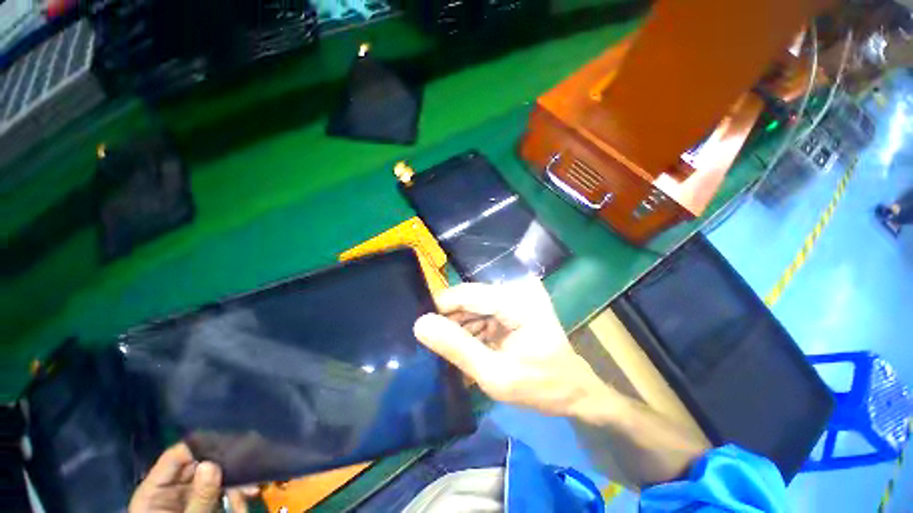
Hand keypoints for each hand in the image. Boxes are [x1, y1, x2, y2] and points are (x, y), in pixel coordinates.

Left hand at [129, 443, 250, 512]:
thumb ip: (199, 497)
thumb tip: (212, 463)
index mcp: (154, 490)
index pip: (175, 456)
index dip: (200, 447)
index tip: (230, 443)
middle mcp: (169, 490)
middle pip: (199, 467)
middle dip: (226, 469)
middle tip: (250, 470)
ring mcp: (185, 499)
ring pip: (213, 481)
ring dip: (234, 486)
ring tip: (251, 493)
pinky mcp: (199, 508)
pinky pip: (218, 495)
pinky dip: (233, 497)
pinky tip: (244, 505)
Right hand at [413, 278, 608, 417]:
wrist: (573, 390)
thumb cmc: (541, 386)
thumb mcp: (495, 375)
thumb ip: (457, 348)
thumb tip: (420, 324)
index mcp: (517, 300)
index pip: (466, 294)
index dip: (440, 308)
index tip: (421, 329)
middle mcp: (515, 290)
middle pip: (469, 298)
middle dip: (450, 321)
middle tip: (433, 346)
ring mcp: (515, 296)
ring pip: (472, 306)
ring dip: (460, 328)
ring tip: (451, 352)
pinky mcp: (512, 306)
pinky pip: (481, 313)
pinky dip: (471, 330)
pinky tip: (467, 348)